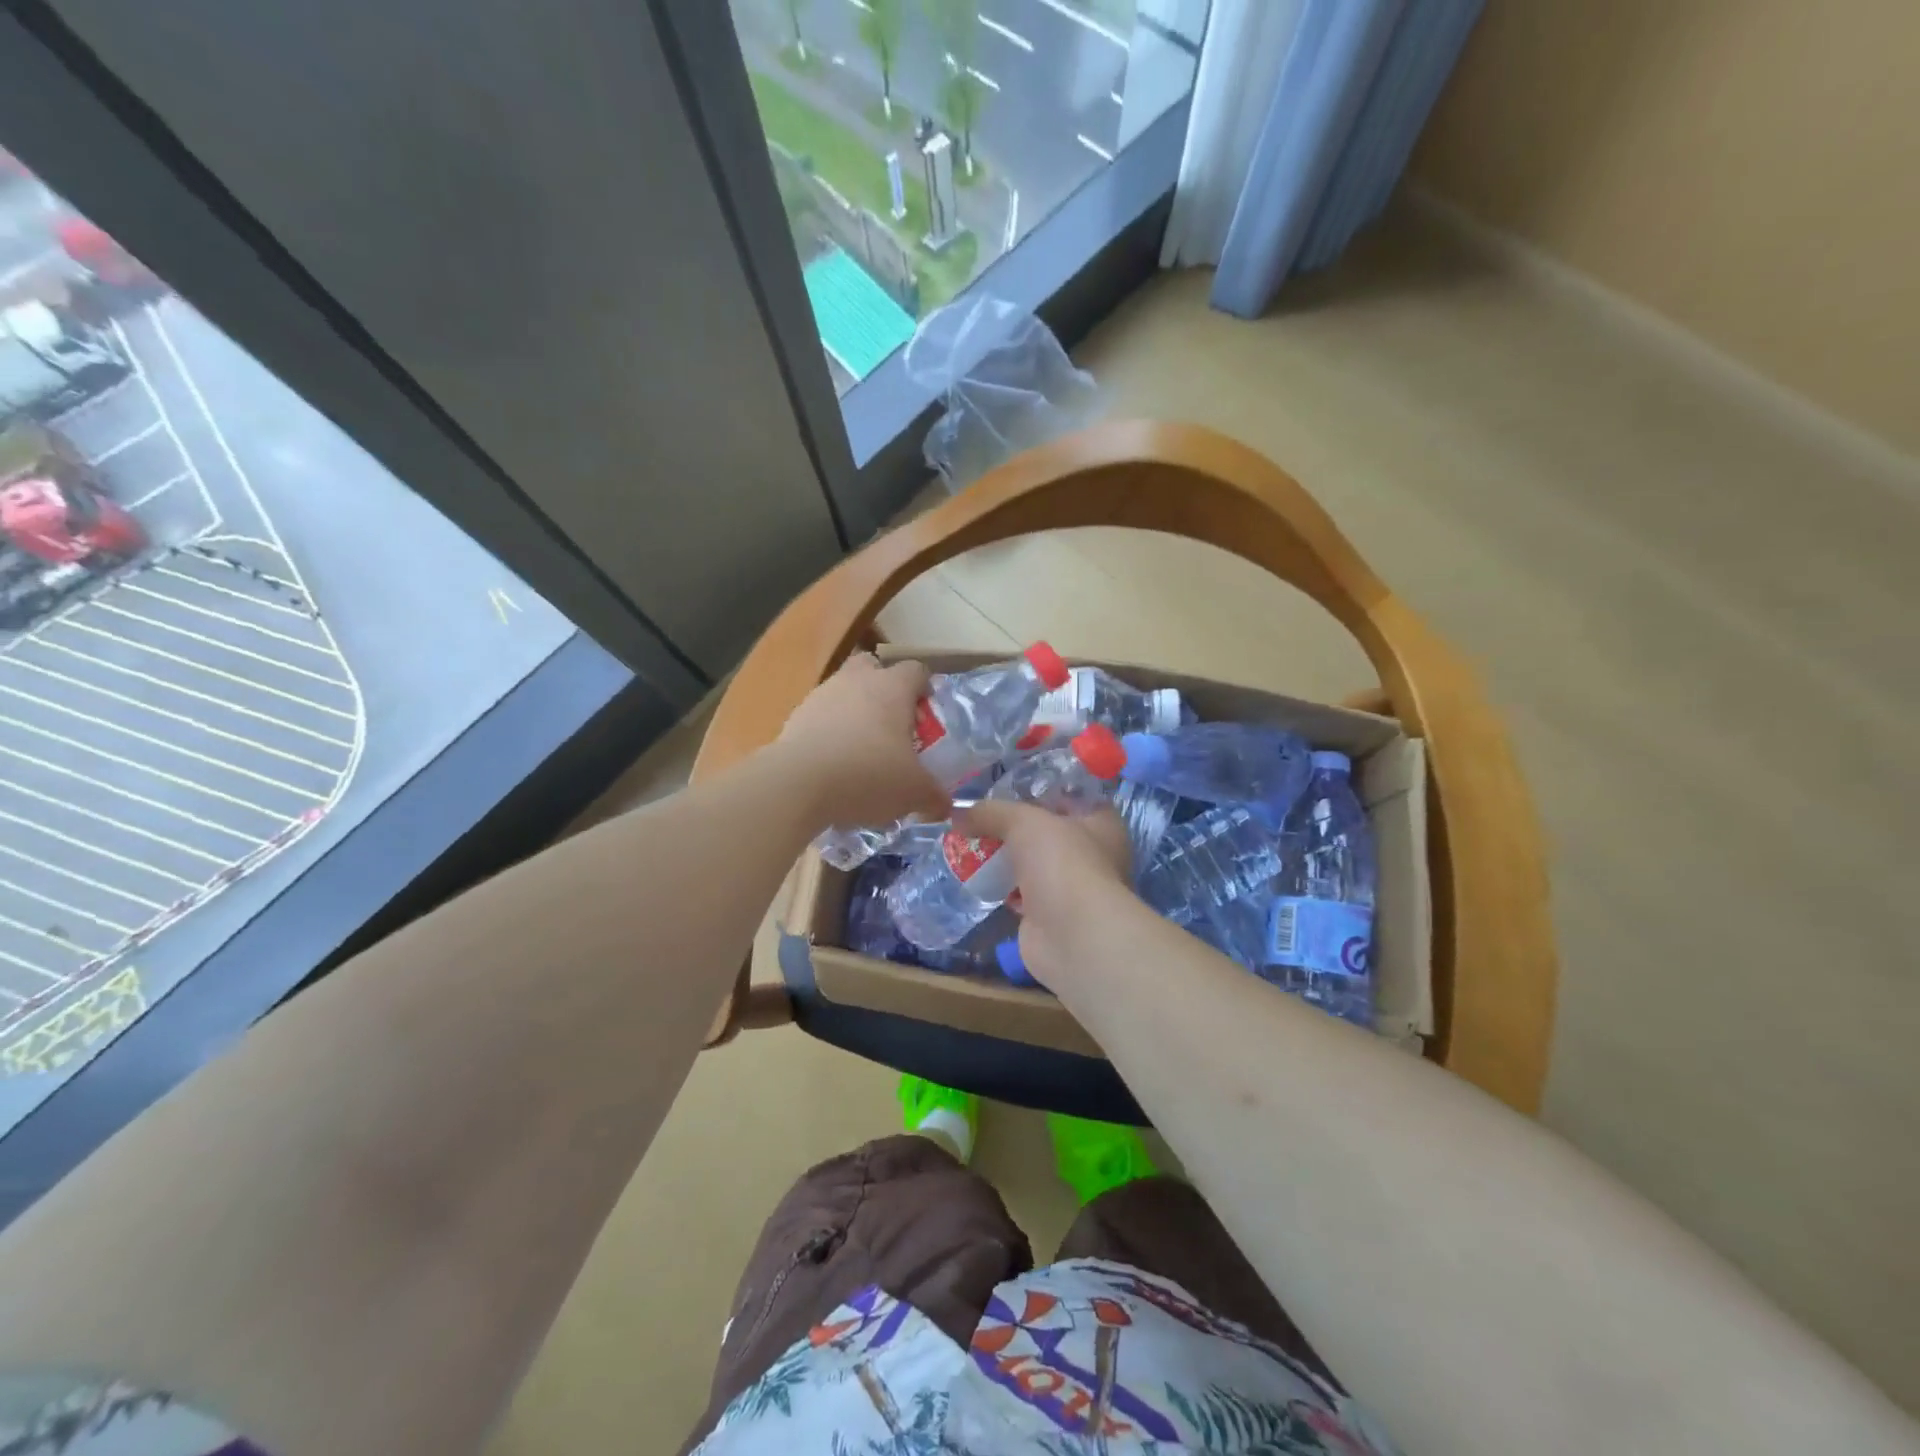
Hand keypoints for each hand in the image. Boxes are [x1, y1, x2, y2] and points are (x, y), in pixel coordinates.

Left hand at [778, 654, 951, 831]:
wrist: (797, 784)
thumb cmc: (868, 775)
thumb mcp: (914, 792)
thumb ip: (934, 796)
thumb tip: (944, 805)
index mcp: (892, 687)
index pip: (916, 671)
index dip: (925, 690)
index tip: (927, 718)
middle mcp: (856, 681)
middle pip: (873, 668)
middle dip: (883, 690)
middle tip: (892, 726)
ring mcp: (821, 696)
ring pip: (843, 692)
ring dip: (853, 713)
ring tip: (861, 753)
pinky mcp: (794, 718)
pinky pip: (819, 718)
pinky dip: (828, 735)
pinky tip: (834, 767)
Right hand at [951, 799, 1135, 990]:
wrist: (1071, 936)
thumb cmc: (1062, 863)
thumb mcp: (1024, 821)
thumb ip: (991, 812)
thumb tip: (956, 812)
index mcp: (1101, 822)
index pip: (1070, 795)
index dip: (1039, 788)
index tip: (1004, 784)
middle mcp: (1092, 853)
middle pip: (1048, 830)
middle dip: (1014, 825)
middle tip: (979, 814)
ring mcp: (1071, 887)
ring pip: (1033, 863)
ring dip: (1006, 857)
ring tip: (969, 840)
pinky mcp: (1050, 915)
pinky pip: (1021, 892)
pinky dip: (1001, 886)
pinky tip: (975, 875)